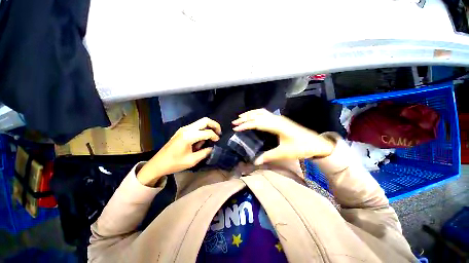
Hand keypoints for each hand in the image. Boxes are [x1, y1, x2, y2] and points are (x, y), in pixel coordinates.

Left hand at [137, 117, 220, 185]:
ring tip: (208, 140)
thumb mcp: (192, 160)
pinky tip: (200, 141)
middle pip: (205, 120)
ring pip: (201, 122)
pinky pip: (196, 127)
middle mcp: (187, 129)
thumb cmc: (174, 163)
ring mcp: (184, 128)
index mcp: (189, 136)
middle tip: (219, 133)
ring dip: (207, 128)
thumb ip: (205, 152)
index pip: (207, 132)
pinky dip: (201, 131)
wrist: (158, 163)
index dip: (215, 136)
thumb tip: (212, 147)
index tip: (218, 141)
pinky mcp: (182, 130)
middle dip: (214, 125)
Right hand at [232, 109, 334, 164]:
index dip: (245, 125)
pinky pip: (265, 113)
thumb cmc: (301, 148)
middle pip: (257, 115)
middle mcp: (276, 119)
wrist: (316, 143)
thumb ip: (268, 156)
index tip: (235, 128)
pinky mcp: (280, 120)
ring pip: (261, 112)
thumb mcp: (284, 153)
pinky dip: (257, 113)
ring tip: (241, 117)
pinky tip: (254, 116)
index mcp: (276, 126)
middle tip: (235, 122)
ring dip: (250, 113)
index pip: (257, 122)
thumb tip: (255, 162)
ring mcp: (279, 118)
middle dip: (245, 117)